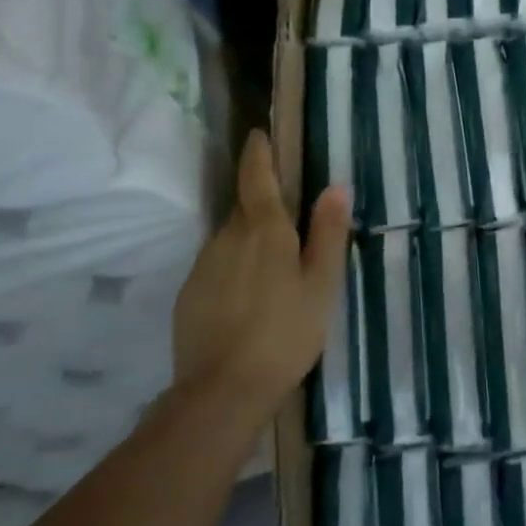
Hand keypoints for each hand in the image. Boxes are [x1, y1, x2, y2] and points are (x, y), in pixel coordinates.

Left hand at [172, 131, 349, 424]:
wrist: (222, 391)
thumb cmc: (285, 332)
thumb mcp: (321, 284)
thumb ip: (328, 233)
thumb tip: (336, 185)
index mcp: (264, 229)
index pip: (257, 177)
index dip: (258, 153)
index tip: (258, 134)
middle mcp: (228, 237)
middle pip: (245, 208)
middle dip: (262, 203)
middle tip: (288, 217)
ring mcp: (204, 265)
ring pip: (230, 239)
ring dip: (249, 240)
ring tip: (273, 266)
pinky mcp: (190, 294)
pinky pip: (217, 266)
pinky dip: (234, 269)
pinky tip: (249, 297)